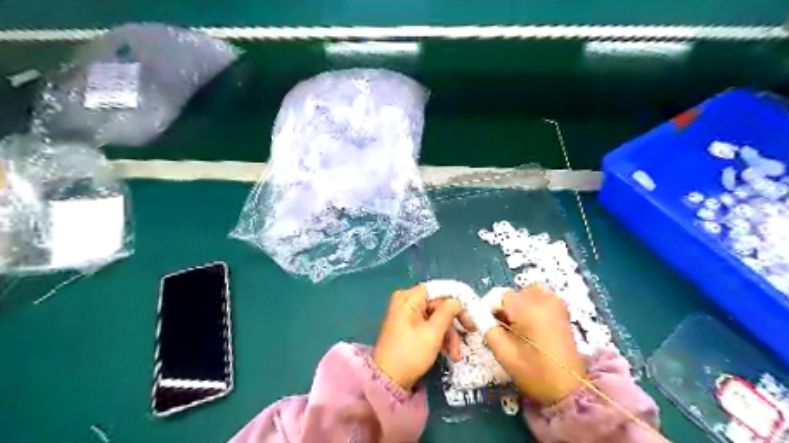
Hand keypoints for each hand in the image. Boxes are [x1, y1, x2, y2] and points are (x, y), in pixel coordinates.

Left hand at [373, 283, 463, 390]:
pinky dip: (440, 338)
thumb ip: (447, 312)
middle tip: (469, 333)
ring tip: (455, 355)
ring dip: (448, 335)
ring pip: (436, 317)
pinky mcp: (408, 327)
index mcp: (408, 298)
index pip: (437, 290)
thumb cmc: (410, 354)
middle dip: (453, 323)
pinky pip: (429, 326)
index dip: (455, 299)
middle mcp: (406, 302)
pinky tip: (448, 353)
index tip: (469, 313)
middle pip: (438, 305)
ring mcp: (407, 315)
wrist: (388, 380)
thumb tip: (456, 301)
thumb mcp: (433, 333)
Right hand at [485, 284, 588, 404]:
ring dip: (515, 305)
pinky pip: (538, 296)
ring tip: (514, 326)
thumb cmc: (534, 373)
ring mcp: (555, 302)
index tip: (481, 324)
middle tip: (498, 330)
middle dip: (501, 309)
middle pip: (511, 294)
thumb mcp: (503, 352)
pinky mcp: (561, 308)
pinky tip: (528, 324)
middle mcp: (543, 299)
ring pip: (524, 293)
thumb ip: (485, 327)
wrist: (569, 389)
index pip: (498, 296)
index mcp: (528, 309)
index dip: (487, 309)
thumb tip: (474, 313)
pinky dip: (529, 304)